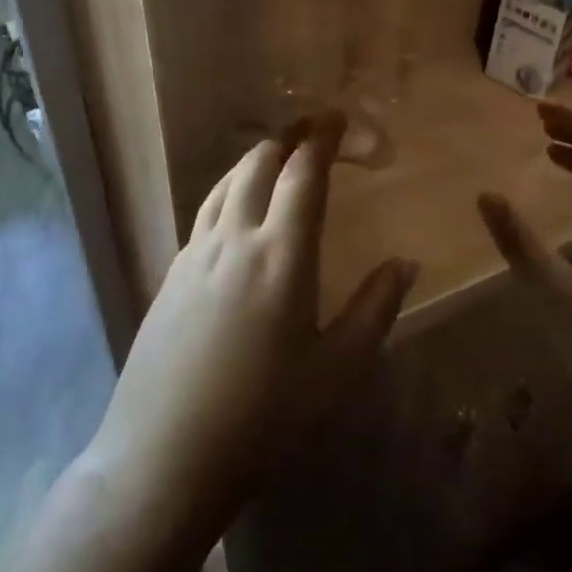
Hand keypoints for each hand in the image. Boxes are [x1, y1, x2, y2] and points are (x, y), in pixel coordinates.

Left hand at [90, 114, 418, 529]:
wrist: (166, 453)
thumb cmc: (265, 416)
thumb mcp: (337, 370)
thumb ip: (375, 309)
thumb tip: (405, 263)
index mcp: (282, 256)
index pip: (303, 175)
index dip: (321, 139)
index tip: (337, 118)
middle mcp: (234, 240)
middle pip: (258, 165)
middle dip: (288, 138)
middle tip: (312, 130)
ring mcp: (194, 255)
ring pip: (224, 184)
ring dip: (255, 161)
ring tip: (277, 158)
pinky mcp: (170, 274)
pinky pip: (204, 213)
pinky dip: (229, 192)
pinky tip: (236, 212)